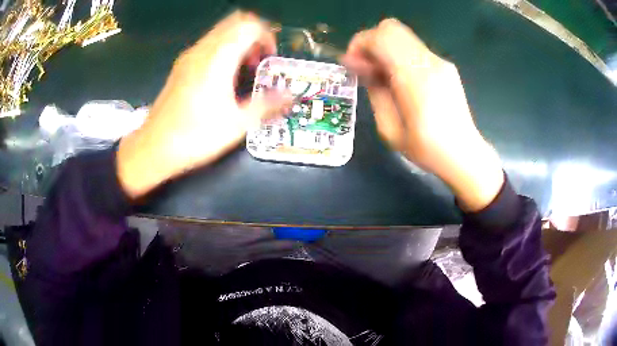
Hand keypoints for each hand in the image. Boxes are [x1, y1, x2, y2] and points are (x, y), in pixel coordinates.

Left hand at [117, 11, 290, 198]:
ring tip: (243, 70)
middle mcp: (203, 50)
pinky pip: (208, 44)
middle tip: (258, 60)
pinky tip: (223, 77)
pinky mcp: (181, 66)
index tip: (269, 57)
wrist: (154, 147)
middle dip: (253, 34)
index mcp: (218, 58)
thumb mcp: (237, 124)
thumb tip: (291, 96)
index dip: (266, 36)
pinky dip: (223, 49)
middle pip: (235, 21)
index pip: (249, 25)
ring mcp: (189, 56)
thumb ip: (267, 105)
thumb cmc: (195, 136)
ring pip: (220, 31)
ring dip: (238, 42)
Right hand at [342, 19, 503, 211]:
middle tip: (366, 69)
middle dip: (370, 43)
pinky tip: (399, 79)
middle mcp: (429, 62)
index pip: (381, 37)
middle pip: (390, 28)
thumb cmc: (426, 149)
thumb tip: (356, 63)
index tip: (353, 66)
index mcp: (415, 79)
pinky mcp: (444, 65)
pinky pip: (413, 48)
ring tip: (382, 77)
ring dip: (384, 48)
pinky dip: (398, 55)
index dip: (359, 44)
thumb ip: (374, 89)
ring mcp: (440, 61)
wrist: (464, 154)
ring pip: (402, 36)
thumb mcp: (389, 128)